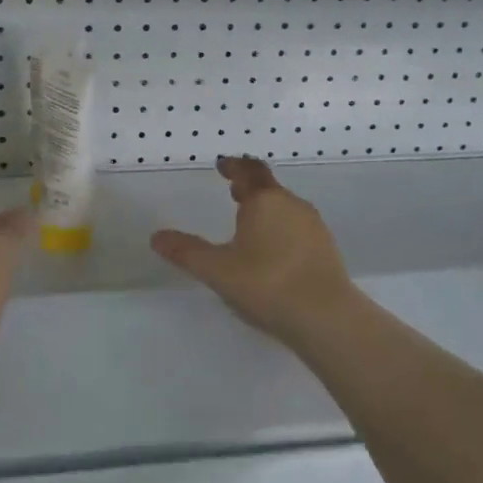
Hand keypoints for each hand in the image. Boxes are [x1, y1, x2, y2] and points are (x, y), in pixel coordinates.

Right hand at [151, 156, 355, 345]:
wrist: (325, 316)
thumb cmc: (266, 283)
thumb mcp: (217, 270)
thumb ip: (186, 252)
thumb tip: (156, 237)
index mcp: (265, 201)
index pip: (249, 171)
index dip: (234, 166)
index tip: (223, 166)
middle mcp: (292, 205)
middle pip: (269, 189)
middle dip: (250, 189)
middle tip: (234, 193)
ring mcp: (313, 227)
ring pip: (285, 209)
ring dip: (266, 210)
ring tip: (250, 225)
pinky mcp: (326, 249)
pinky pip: (297, 229)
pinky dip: (281, 230)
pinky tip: (273, 253)